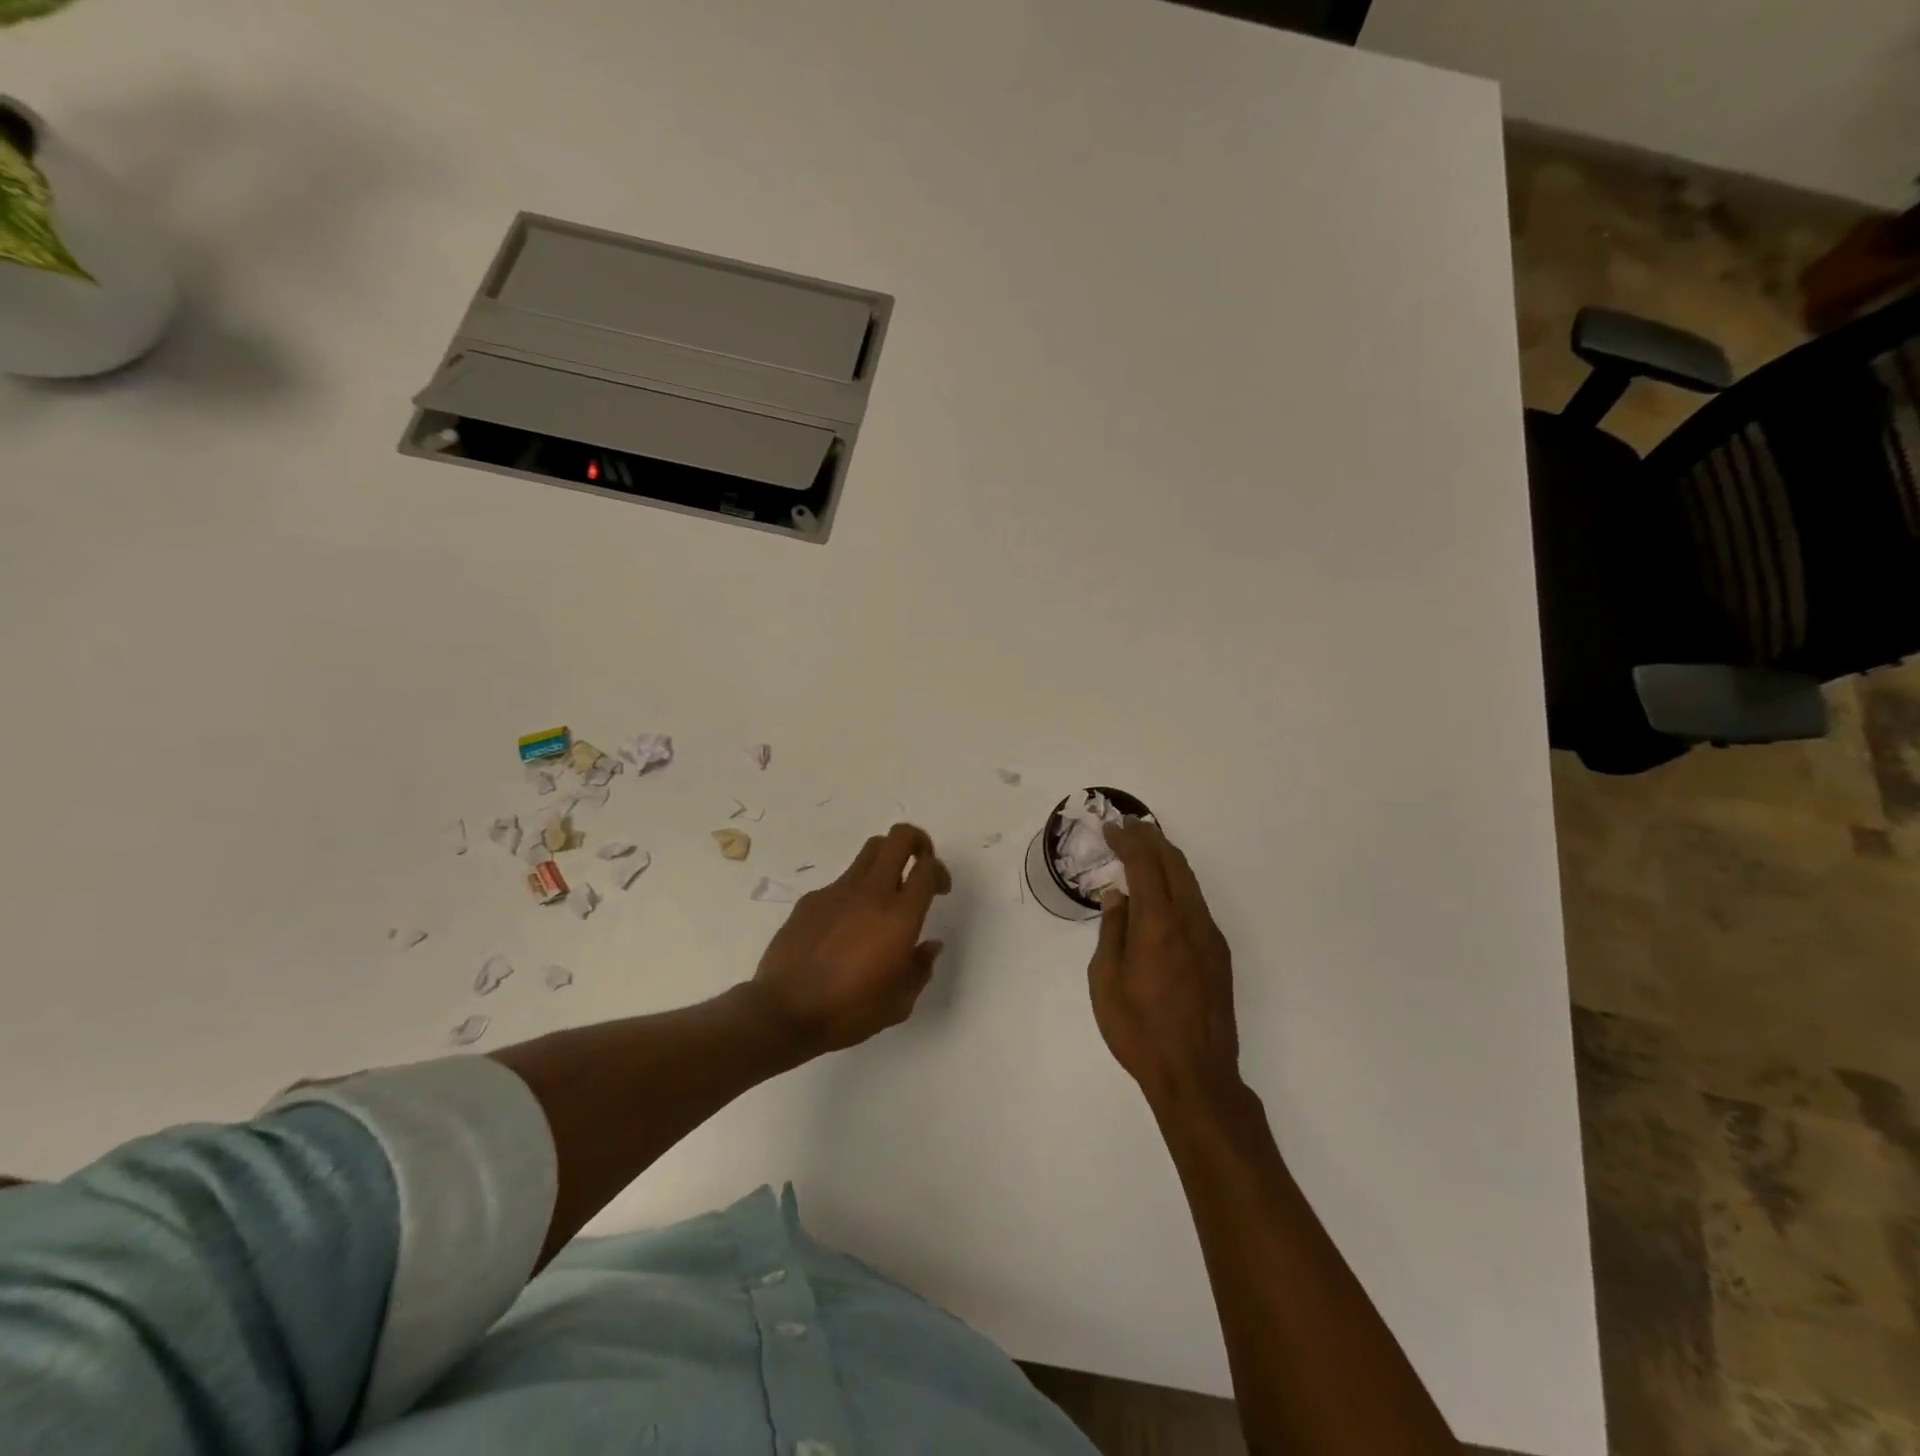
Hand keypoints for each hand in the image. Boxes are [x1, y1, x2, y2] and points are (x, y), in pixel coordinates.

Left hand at [750, 823, 951, 1058]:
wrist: (784, 1013)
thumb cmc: (849, 1012)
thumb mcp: (899, 1003)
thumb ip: (920, 968)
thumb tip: (929, 945)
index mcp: (900, 917)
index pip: (927, 868)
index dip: (940, 871)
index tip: (939, 889)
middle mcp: (871, 893)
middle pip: (899, 838)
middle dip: (917, 841)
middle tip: (919, 864)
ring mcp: (838, 891)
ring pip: (870, 851)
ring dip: (886, 859)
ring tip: (885, 890)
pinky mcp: (811, 899)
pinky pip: (842, 881)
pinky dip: (854, 892)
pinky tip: (845, 927)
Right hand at [1088, 821, 1241, 1107]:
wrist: (1196, 1075)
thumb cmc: (1139, 1030)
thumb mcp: (1106, 980)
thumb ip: (1112, 931)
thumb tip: (1117, 896)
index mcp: (1159, 925)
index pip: (1145, 865)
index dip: (1128, 840)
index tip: (1111, 828)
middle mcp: (1191, 922)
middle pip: (1174, 864)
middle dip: (1151, 839)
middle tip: (1128, 827)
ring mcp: (1210, 937)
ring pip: (1190, 882)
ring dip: (1167, 858)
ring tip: (1145, 848)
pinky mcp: (1219, 955)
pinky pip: (1196, 903)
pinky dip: (1177, 883)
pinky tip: (1162, 891)